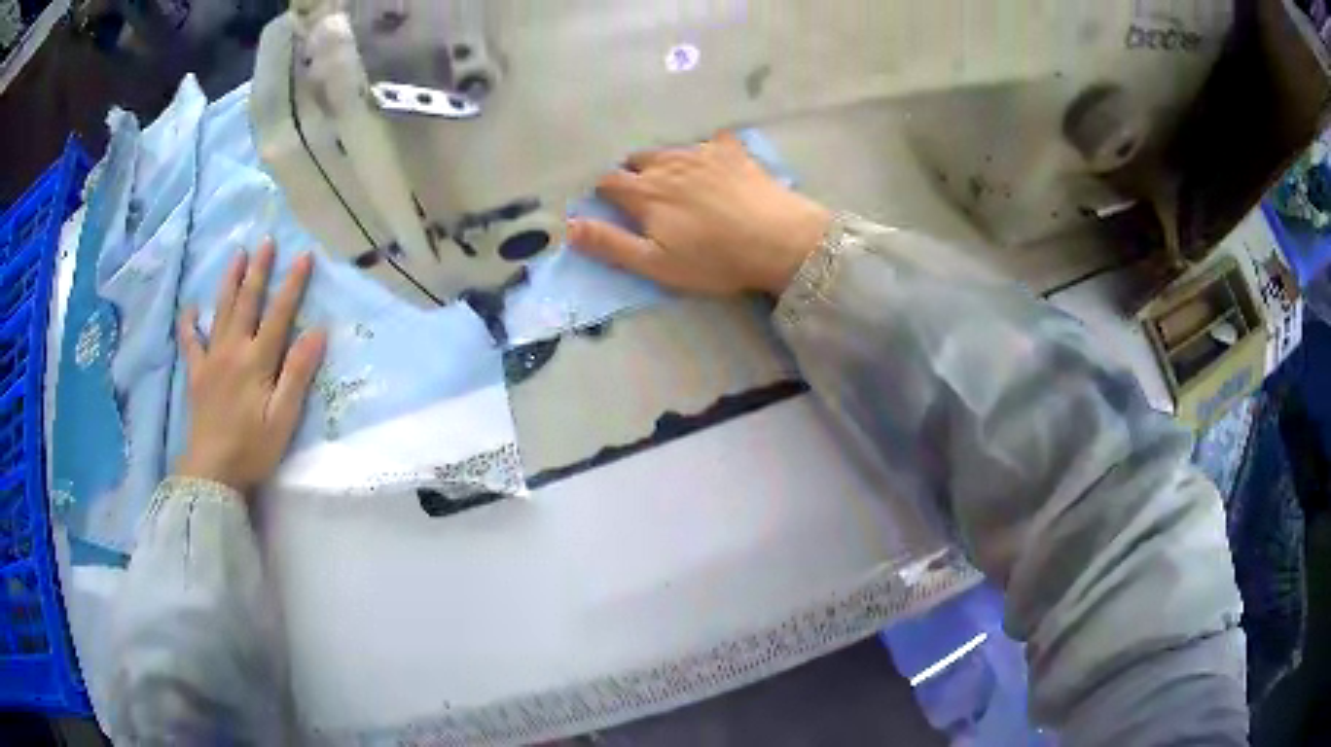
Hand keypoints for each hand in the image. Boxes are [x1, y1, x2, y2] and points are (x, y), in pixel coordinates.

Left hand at [175, 240, 326, 495]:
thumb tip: (318, 332)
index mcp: (257, 361)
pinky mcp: (197, 374)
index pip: (279, 314)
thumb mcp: (283, 418)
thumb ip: (297, 373)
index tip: (304, 256)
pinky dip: (190, 323)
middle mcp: (233, 350)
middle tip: (266, 242)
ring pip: (221, 311)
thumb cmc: (252, 449)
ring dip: (230, 281)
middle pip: (247, 303)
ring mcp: (212, 360)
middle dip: (258, 270)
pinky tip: (191, 309)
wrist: (212, 472)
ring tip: (237, 255)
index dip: (292, 284)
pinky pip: (191, 342)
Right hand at [568, 131, 831, 295]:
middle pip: (637, 160)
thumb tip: (567, 226)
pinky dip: (705, 150)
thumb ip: (609, 243)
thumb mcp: (655, 262)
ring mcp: (702, 153)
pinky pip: (711, 140)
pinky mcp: (733, 151)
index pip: (608, 182)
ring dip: (664, 162)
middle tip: (643, 196)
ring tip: (675, 181)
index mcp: (644, 192)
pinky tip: (714, 162)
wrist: (779, 240)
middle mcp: (667, 163)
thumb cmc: (714, 259)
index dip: (603, 193)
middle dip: (632, 174)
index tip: (609, 205)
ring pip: (669, 149)